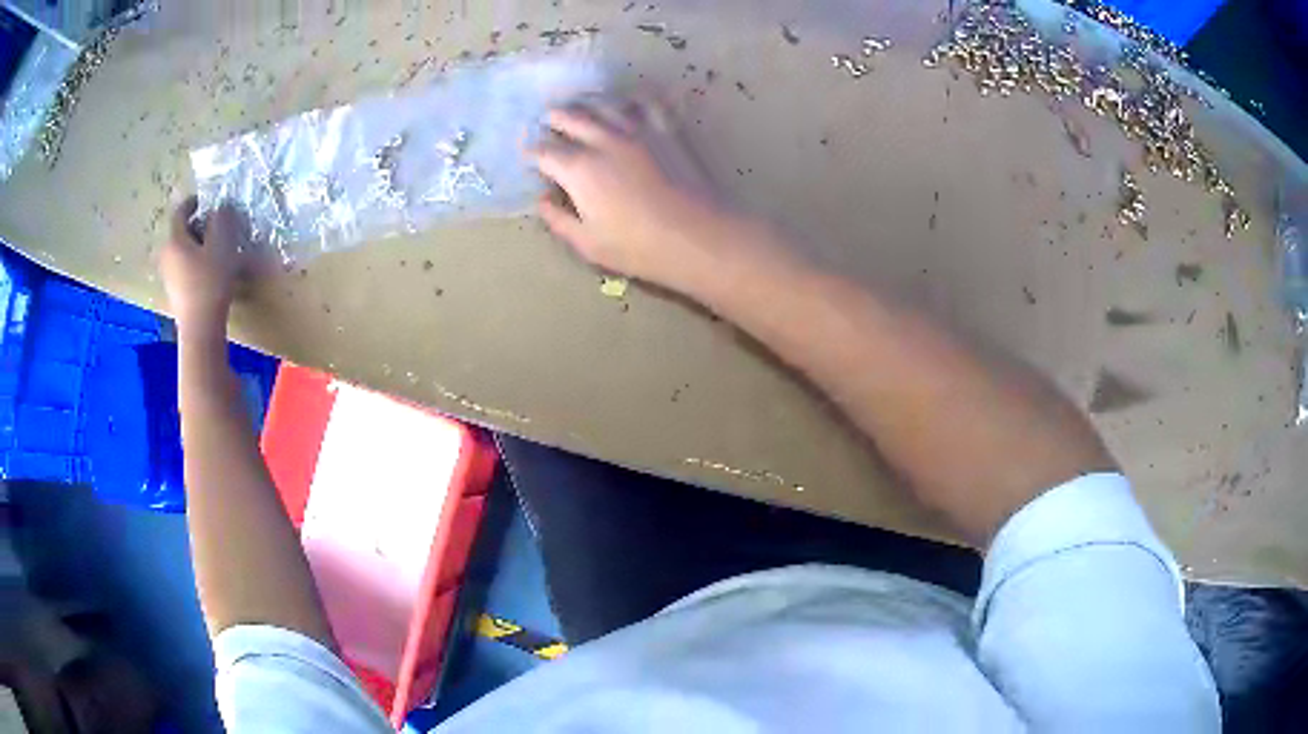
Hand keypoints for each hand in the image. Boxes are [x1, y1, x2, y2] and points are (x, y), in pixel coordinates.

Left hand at [160, 197, 247, 335]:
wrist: (201, 330)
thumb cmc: (210, 283)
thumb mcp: (221, 245)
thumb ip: (221, 219)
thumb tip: (220, 207)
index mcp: (174, 240)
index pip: (181, 211)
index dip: (194, 202)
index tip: (208, 200)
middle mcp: (166, 255)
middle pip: (182, 232)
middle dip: (198, 225)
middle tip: (217, 226)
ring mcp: (168, 276)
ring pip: (183, 250)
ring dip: (198, 245)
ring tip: (216, 249)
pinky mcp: (175, 293)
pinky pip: (184, 268)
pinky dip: (195, 262)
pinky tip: (209, 271)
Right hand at [530, 93, 741, 288]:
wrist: (699, 235)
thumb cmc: (639, 247)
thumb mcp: (588, 244)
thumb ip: (558, 220)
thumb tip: (542, 200)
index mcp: (579, 169)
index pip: (544, 151)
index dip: (531, 151)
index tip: (525, 152)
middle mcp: (603, 140)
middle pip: (571, 117)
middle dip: (554, 117)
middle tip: (547, 118)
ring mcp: (638, 131)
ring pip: (605, 104)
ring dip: (588, 101)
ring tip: (581, 103)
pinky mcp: (667, 130)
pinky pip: (648, 102)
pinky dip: (635, 97)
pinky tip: (631, 99)